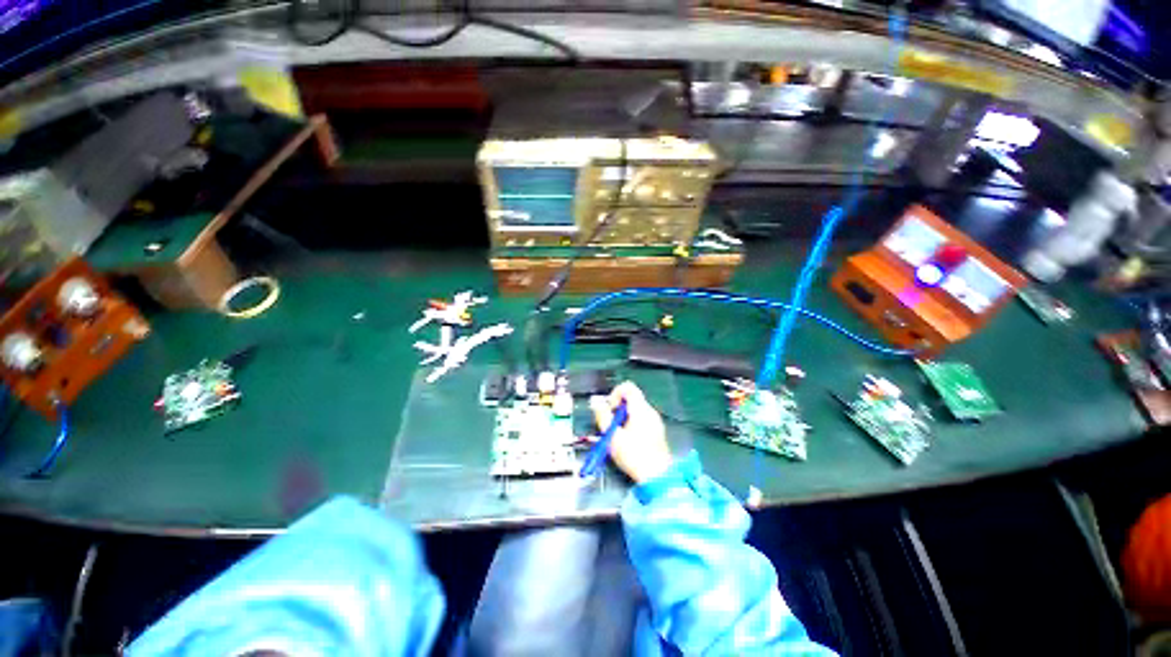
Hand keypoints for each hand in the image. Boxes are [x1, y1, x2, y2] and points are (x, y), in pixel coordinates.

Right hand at [590, 381, 673, 483]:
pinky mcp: (657, 431)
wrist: (657, 477)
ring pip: (635, 410)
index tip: (609, 409)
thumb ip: (603, 416)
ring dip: (623, 418)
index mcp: (640, 409)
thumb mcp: (612, 436)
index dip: (615, 394)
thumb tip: (595, 402)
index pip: (628, 387)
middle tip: (610, 425)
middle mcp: (650, 411)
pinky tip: (627, 441)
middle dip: (617, 409)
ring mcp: (655, 421)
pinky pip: (641, 419)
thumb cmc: (634, 456)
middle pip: (631, 399)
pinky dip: (632, 424)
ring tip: (617, 436)